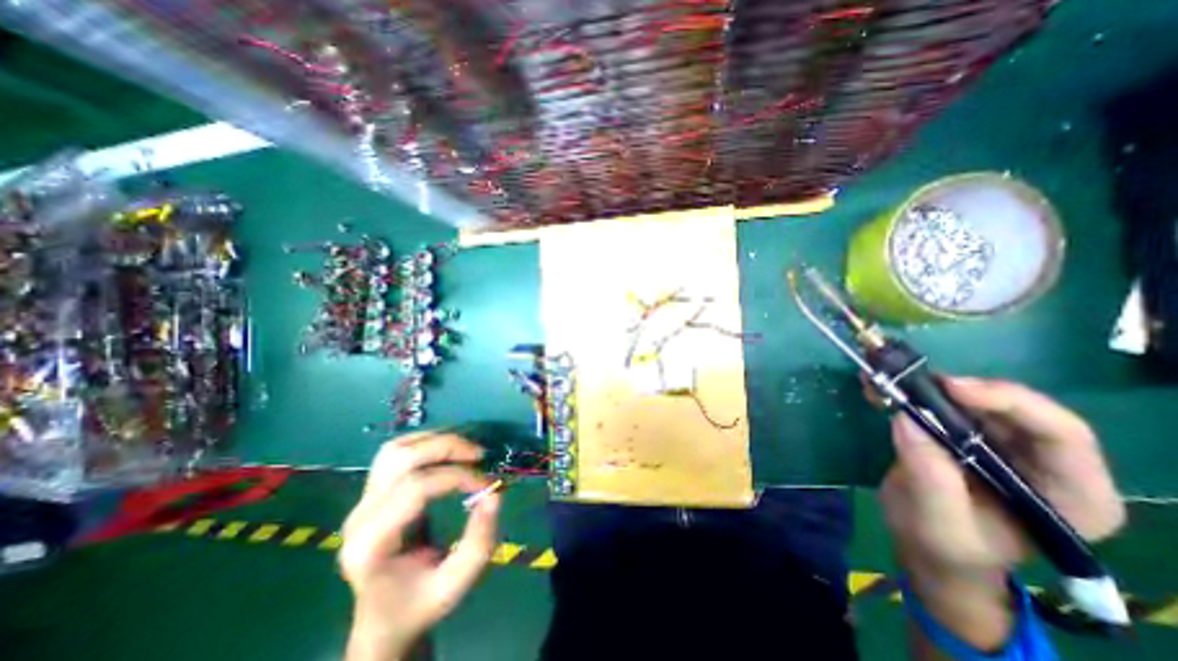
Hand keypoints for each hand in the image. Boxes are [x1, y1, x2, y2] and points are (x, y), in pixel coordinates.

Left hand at [344, 435, 504, 660]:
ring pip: (395, 450)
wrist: (384, 619)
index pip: (415, 488)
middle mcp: (359, 517)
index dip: (457, 476)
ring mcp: (361, 502)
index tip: (487, 484)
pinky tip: (446, 451)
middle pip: (401, 459)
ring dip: (435, 440)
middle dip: (446, 448)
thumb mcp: (457, 581)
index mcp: (372, 545)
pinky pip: (395, 453)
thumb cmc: (420, 603)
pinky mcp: (371, 494)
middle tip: (479, 454)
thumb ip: (479, 541)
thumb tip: (494, 494)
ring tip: (465, 449)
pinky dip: (424, 443)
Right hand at [882, 378, 1120, 650]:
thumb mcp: (938, 522)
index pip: (1061, 434)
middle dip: (957, 389)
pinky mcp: (965, 433)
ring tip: (883, 378)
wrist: (928, 546)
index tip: (951, 389)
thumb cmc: (944, 546)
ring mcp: (1003, 444)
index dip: (1009, 402)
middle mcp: (1045, 461)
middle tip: (908, 380)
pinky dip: (909, 390)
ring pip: (972, 398)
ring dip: (924, 385)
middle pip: (1013, 407)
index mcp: (1070, 495)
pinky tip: (877, 387)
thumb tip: (907, 418)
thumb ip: (931, 476)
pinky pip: (941, 402)